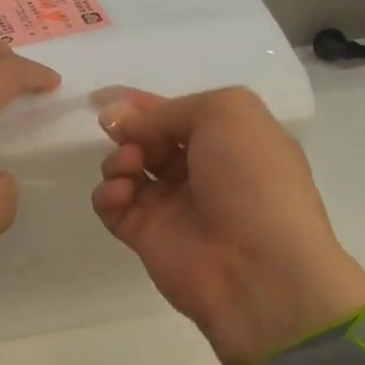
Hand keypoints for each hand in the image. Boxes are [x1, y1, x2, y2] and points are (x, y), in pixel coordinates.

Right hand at [93, 87, 364, 364]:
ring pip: (129, 169)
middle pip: (151, 139)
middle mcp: (203, 170)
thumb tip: (126, 121)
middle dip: (130, 129)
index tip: (105, 96)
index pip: (180, 113)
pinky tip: (120, 194)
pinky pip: (115, 206)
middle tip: (120, 132)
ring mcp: (174, 205)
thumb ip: (172, 109)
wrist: (258, 267)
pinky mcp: (147, 237)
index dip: (145, 103)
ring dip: (120, 159)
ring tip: (131, 167)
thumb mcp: (227, 113)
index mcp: (231, 139)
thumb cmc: (252, 179)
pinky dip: (109, 194)